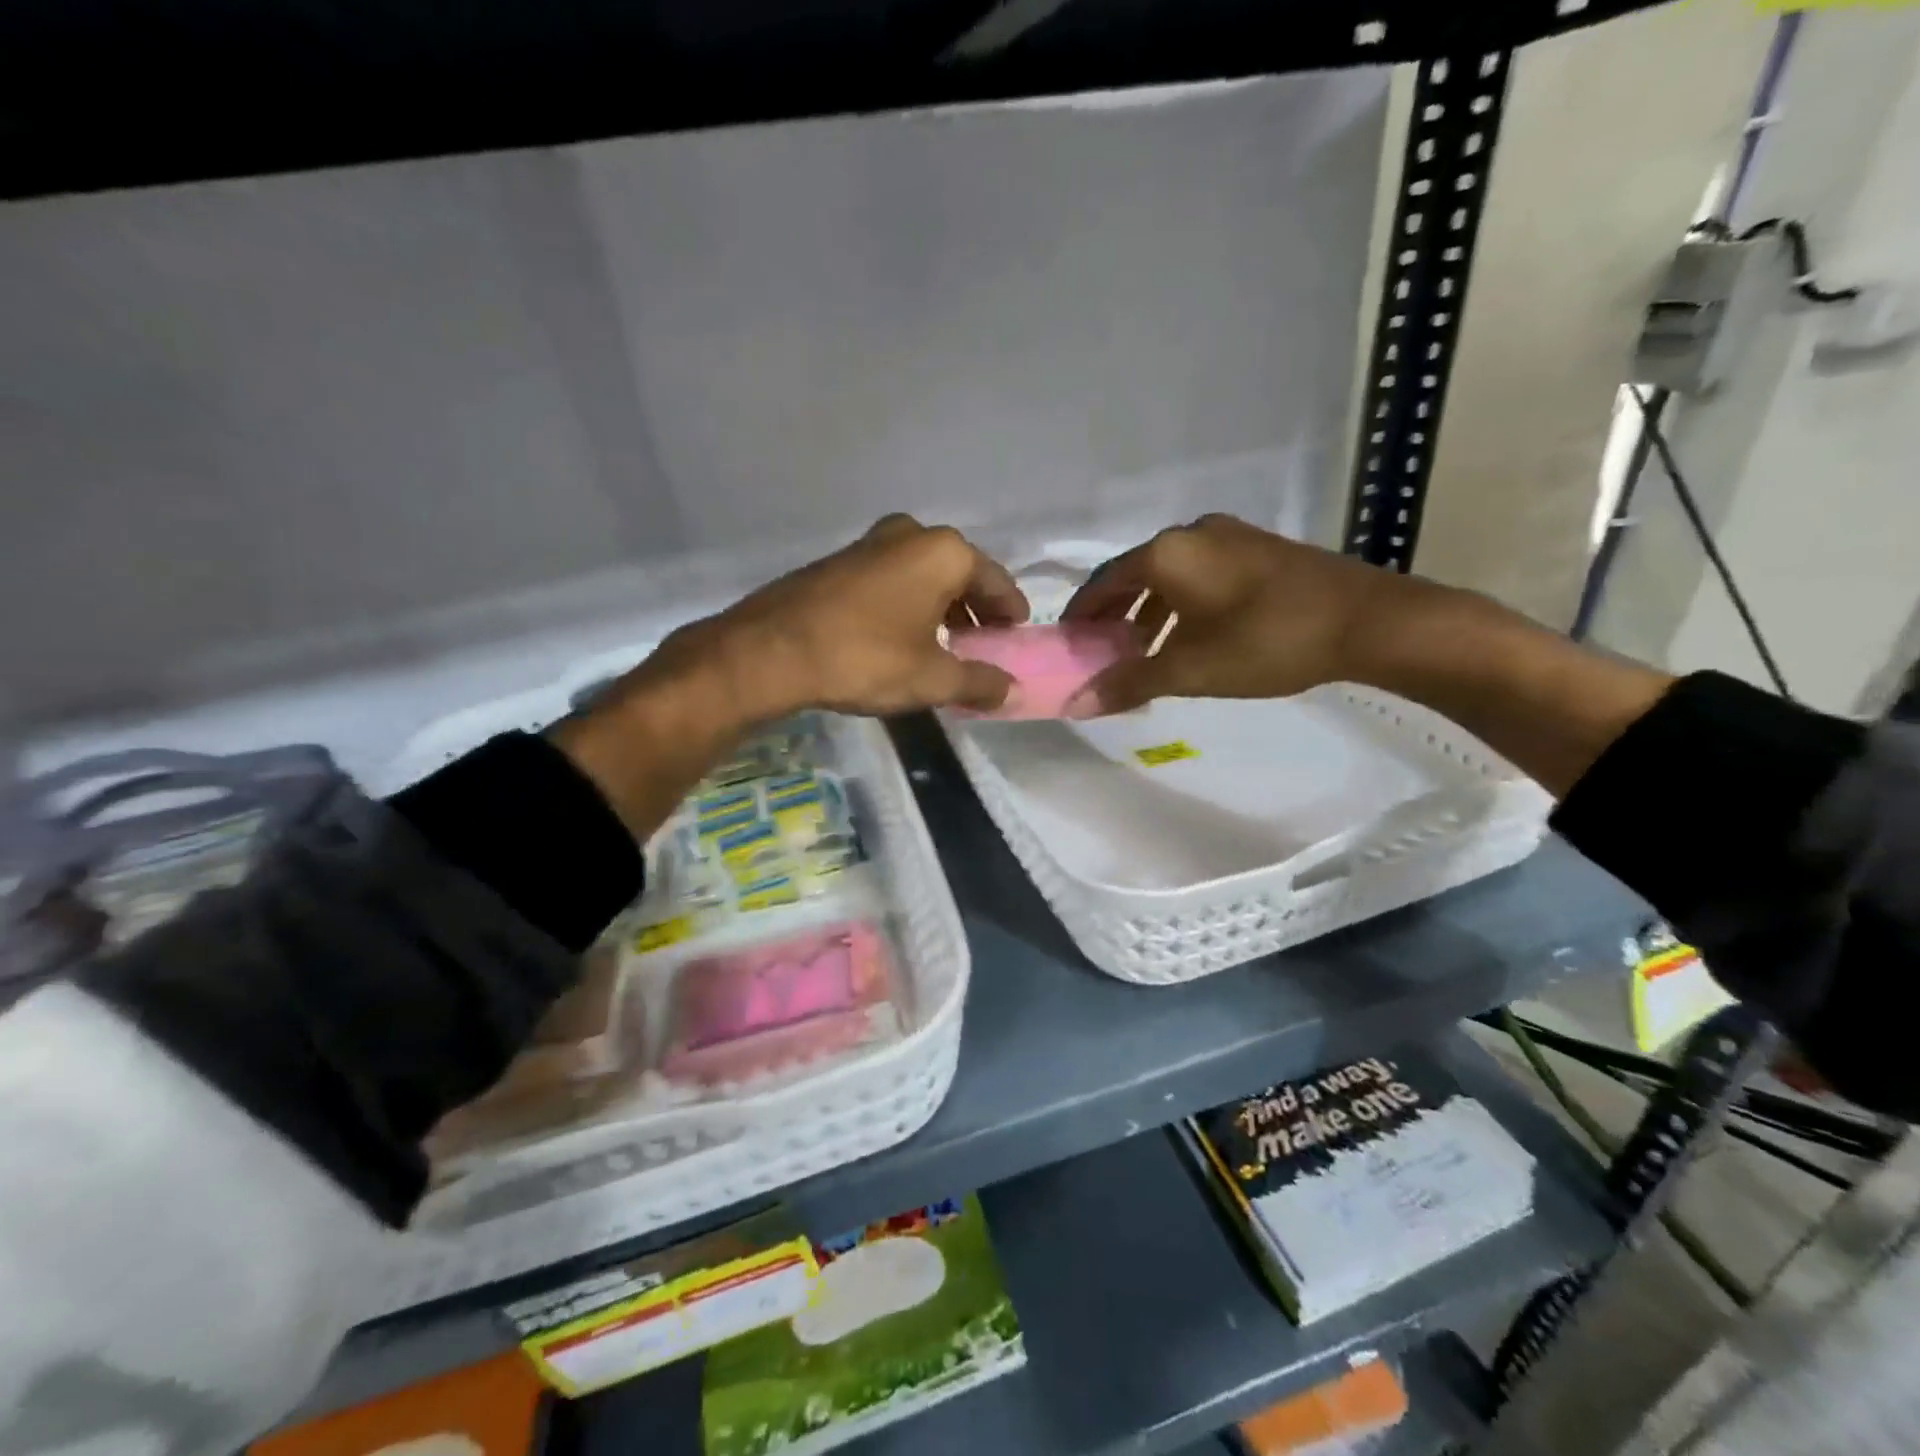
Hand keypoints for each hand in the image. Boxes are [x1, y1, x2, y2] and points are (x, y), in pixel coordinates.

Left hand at [554, 517, 1025, 836]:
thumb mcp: (932, 678)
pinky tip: (899, 639)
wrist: (770, 651)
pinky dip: (907, 606)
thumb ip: (979, 682)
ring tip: (942, 648)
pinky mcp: (839, 562)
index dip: (1010, 613)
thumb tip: (1011, 690)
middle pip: (959, 575)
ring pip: (923, 577)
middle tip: (980, 646)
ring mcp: (869, 543)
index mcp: (943, 551)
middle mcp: (910, 534)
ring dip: (939, 609)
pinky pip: (891, 581)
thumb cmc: (865, 658)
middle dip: (973, 611)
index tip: (1016, 637)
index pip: (996, 582)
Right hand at [1061, 514, 1423, 714]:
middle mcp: (1193, 534)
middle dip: (1115, 615)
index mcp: (1167, 553)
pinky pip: (1201, 574)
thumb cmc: (1266, 641)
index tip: (1068, 643)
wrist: (1368, 621)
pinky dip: (1182, 604)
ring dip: (1149, 612)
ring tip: (1144, 651)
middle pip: (1134, 575)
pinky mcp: (1258, 549)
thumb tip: (1079, 703)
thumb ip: (1130, 682)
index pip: (1103, 582)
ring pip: (1170, 575)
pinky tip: (1190, 636)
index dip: (1081, 615)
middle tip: (1103, 652)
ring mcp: (1230, 537)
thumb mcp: (1191, 669)